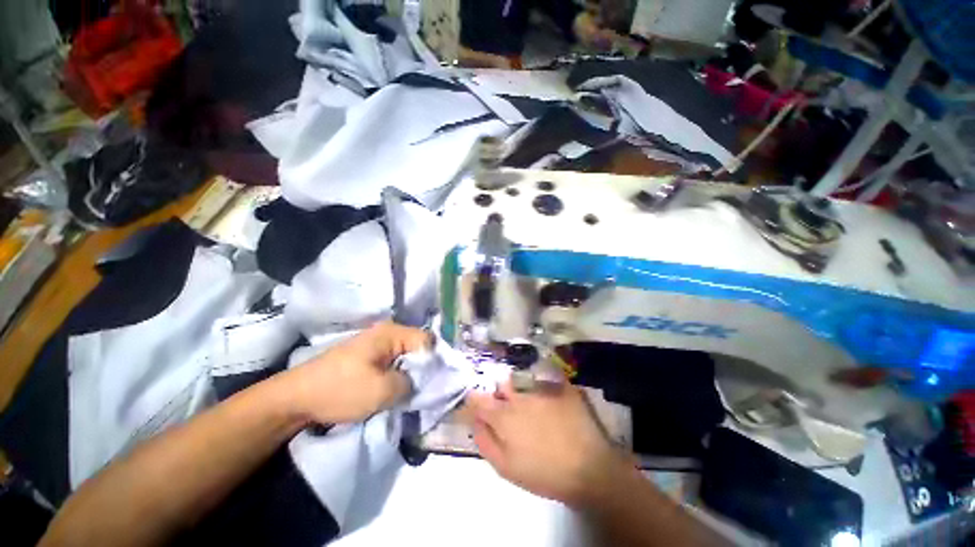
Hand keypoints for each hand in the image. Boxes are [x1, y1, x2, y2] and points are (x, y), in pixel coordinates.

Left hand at [283, 322, 430, 424]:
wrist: (295, 399)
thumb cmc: (340, 390)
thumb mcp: (382, 391)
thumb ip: (411, 383)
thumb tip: (421, 381)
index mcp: (391, 333)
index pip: (428, 340)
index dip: (434, 360)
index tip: (434, 381)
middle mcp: (387, 333)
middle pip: (418, 347)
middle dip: (422, 368)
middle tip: (423, 389)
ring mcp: (377, 344)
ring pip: (406, 357)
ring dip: (409, 374)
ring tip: (409, 391)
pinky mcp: (369, 357)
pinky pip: (394, 363)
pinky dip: (397, 375)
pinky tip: (394, 389)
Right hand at [465, 381, 629, 506]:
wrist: (589, 469)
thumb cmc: (544, 473)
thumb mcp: (506, 468)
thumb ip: (485, 441)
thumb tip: (475, 422)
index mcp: (504, 416)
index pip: (478, 398)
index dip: (474, 400)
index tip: (477, 406)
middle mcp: (520, 396)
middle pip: (501, 386)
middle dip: (500, 394)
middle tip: (508, 410)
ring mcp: (542, 388)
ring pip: (522, 381)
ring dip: (520, 389)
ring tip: (531, 406)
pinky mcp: (561, 387)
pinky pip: (545, 379)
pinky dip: (542, 386)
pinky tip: (548, 400)